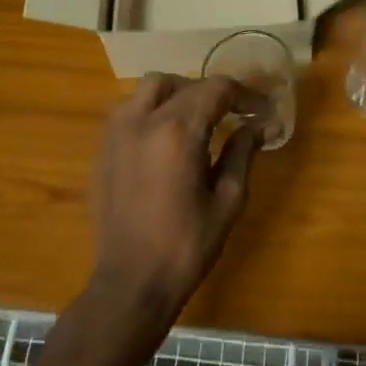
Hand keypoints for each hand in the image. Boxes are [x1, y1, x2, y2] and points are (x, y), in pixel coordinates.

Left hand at [89, 74, 260, 324]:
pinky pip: (130, 108)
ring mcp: (117, 132)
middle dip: (212, 92)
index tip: (262, 111)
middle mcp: (143, 120)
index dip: (245, 94)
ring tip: (198, 119)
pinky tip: (167, 136)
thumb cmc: (186, 246)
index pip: (216, 89)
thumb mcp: (227, 201)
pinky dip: (152, 108)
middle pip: (183, 83)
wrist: (130, 282)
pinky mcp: (103, 148)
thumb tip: (258, 125)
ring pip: (149, 88)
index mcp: (178, 131)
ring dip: (178, 93)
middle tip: (232, 114)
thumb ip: (242, 153)